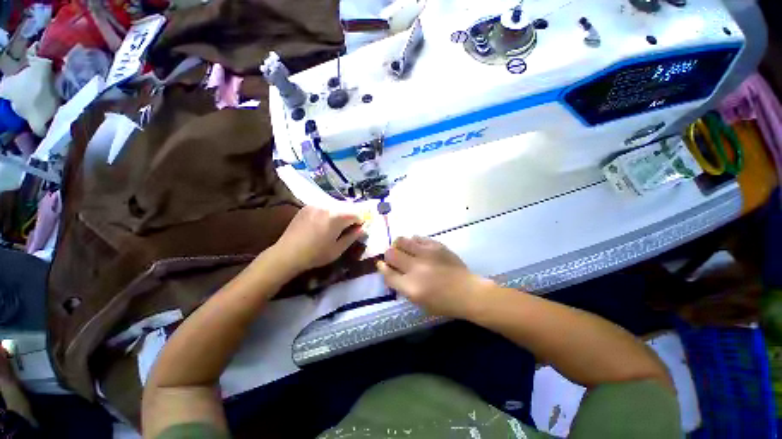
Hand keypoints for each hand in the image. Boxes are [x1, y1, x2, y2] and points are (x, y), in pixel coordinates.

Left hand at [270, 206, 363, 274]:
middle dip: (350, 217)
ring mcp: (315, 205)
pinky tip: (323, 223)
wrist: (287, 254)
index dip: (360, 222)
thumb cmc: (315, 255)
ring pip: (335, 206)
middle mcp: (327, 206)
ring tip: (335, 226)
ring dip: (340, 214)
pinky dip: (328, 212)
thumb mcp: (338, 250)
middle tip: (348, 229)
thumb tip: (362, 229)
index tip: (358, 230)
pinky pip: (324, 206)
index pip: (356, 214)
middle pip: (346, 208)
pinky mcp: (307, 207)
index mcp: (336, 217)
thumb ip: (352, 237)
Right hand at [378, 236, 489, 317]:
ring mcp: (426, 254)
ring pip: (401, 240)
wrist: (467, 292)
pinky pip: (417, 237)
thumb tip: (390, 270)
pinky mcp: (436, 245)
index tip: (381, 264)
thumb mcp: (418, 302)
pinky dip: (413, 241)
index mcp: (410, 287)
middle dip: (388, 255)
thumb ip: (402, 286)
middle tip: (393, 257)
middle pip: (391, 254)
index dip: (381, 267)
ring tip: (403, 249)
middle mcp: (415, 268)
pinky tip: (417, 247)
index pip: (387, 273)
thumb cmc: (443, 303)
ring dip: (398, 245)